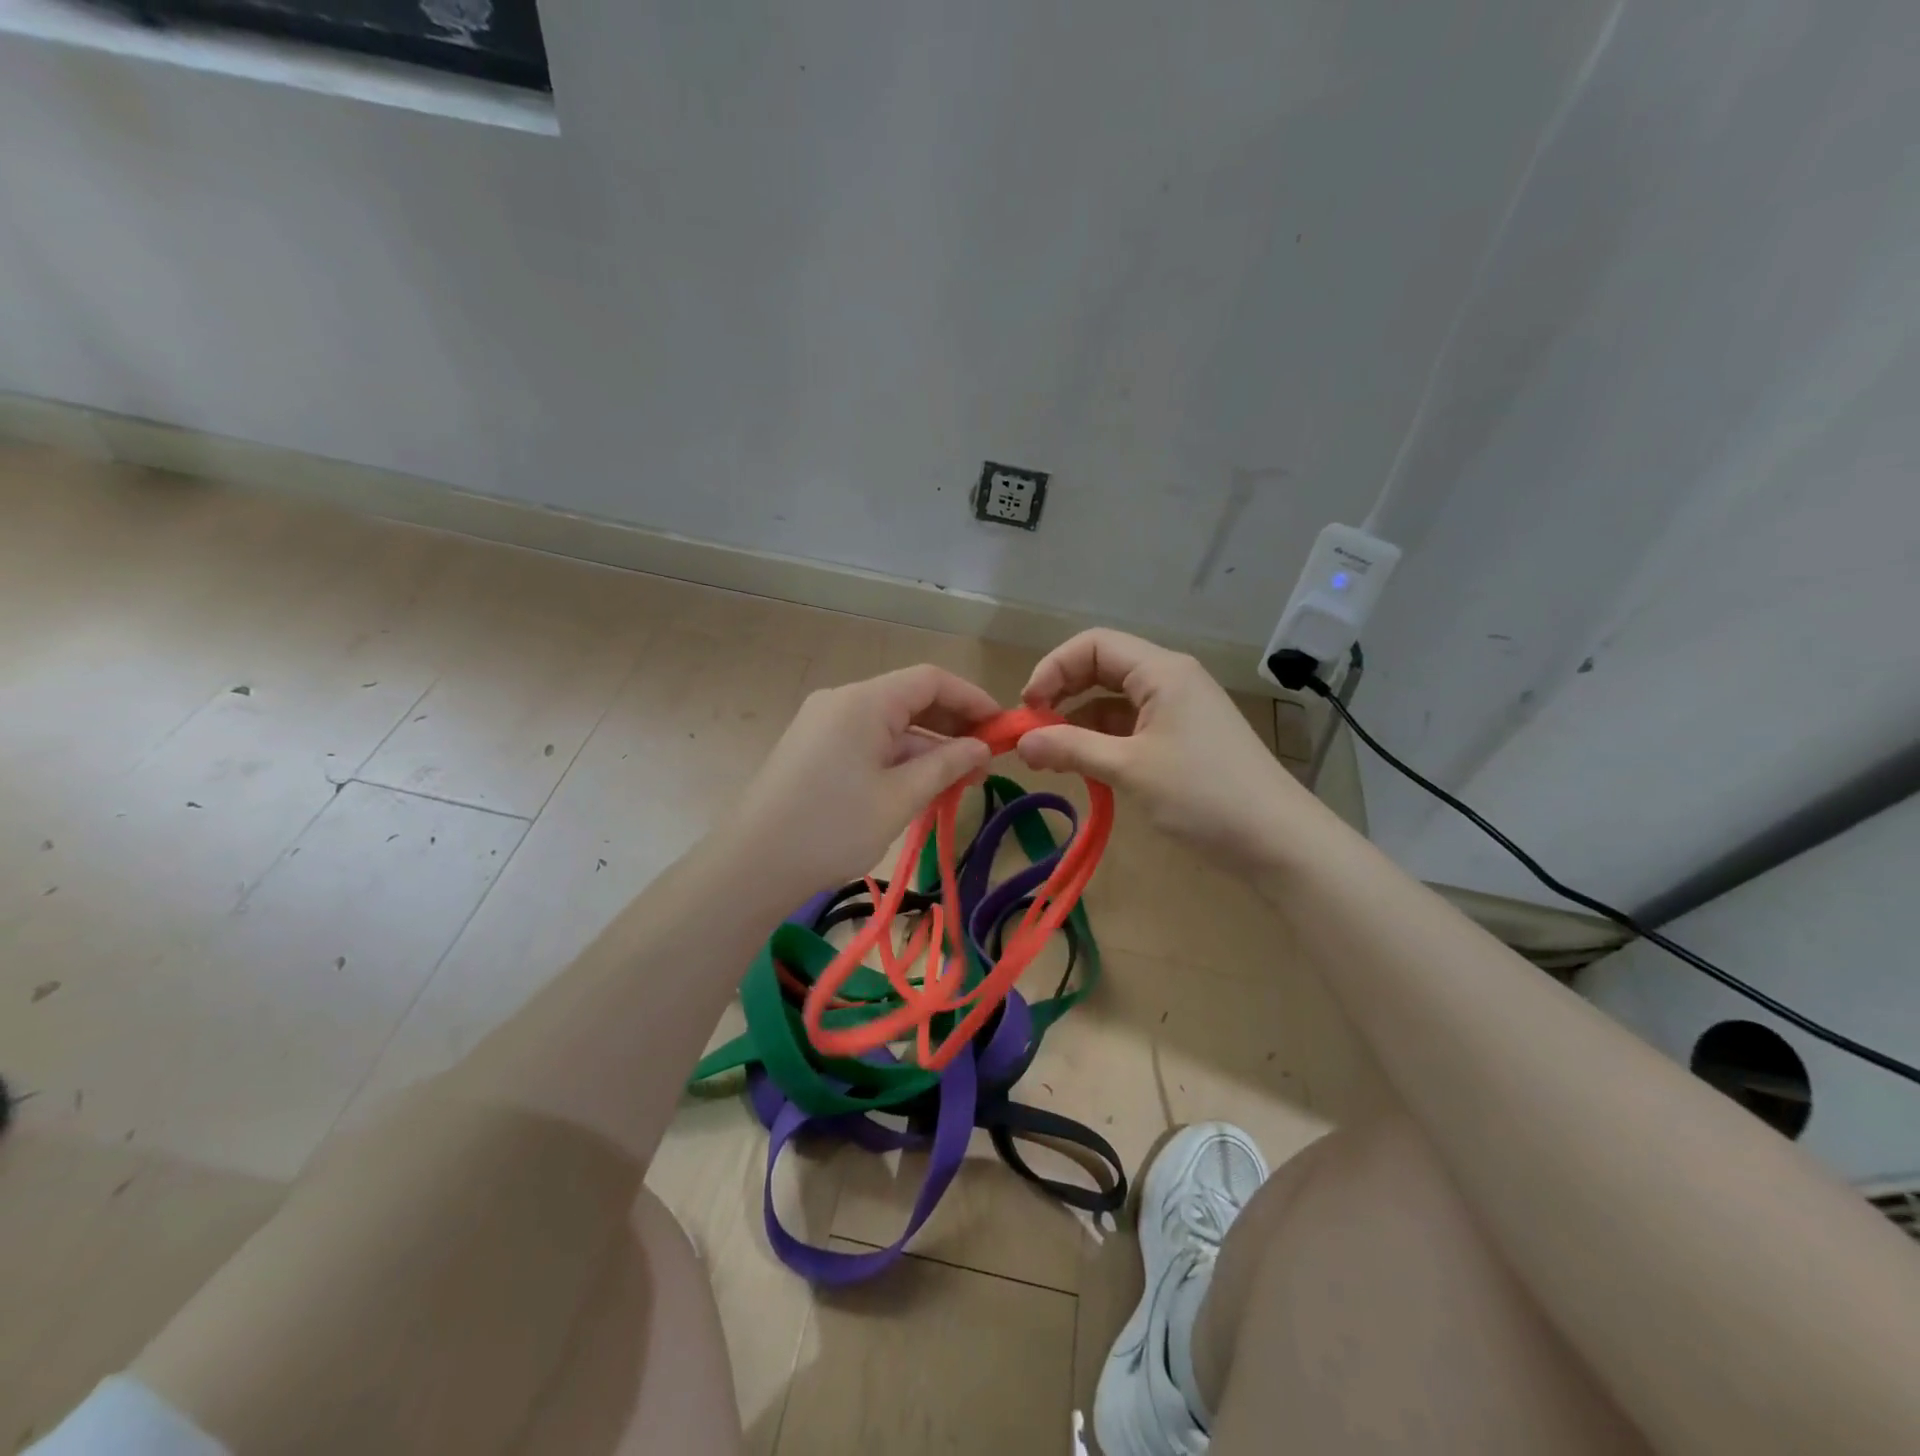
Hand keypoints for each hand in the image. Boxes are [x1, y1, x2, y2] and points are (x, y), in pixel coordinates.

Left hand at [721, 664, 997, 897]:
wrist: (751, 865)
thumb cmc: (832, 828)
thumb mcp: (900, 797)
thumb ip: (946, 765)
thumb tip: (981, 747)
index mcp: (864, 701)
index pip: (930, 680)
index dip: (972, 699)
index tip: (1003, 727)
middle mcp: (842, 701)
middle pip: (909, 698)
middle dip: (951, 724)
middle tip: (986, 759)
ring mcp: (823, 724)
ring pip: (889, 723)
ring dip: (926, 746)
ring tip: (960, 779)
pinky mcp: (813, 749)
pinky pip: (867, 741)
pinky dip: (898, 757)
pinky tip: (920, 785)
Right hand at [1016, 629, 1310, 866]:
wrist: (1278, 841)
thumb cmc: (1203, 795)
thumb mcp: (1129, 769)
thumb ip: (1071, 748)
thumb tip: (1020, 742)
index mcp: (1162, 671)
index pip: (1093, 645)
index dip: (1053, 668)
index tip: (1028, 709)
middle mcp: (1170, 680)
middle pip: (1102, 668)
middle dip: (1062, 694)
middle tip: (1033, 733)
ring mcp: (1179, 709)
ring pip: (1114, 701)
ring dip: (1079, 722)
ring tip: (1051, 757)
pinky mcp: (1183, 738)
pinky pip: (1131, 726)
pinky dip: (1103, 740)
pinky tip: (1085, 767)